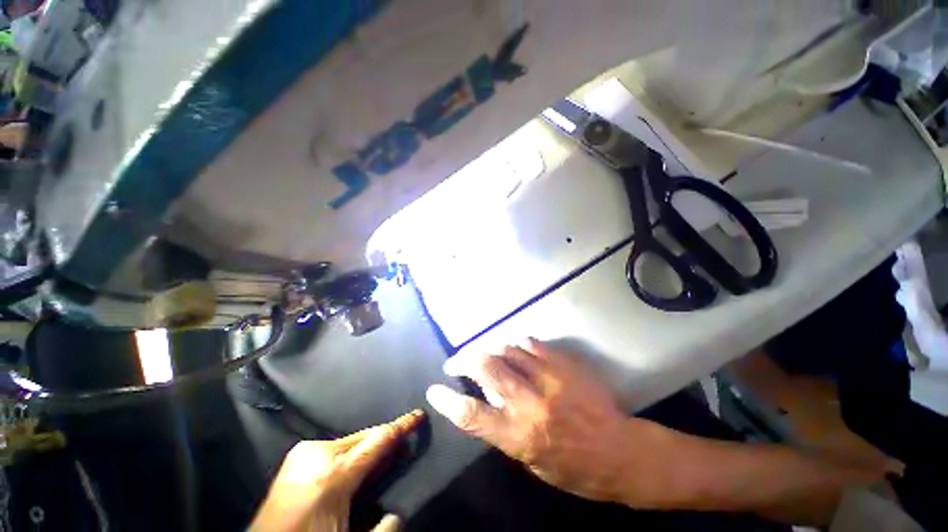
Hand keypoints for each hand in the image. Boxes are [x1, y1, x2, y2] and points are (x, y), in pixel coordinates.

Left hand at [250, 410, 424, 531]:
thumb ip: (381, 530)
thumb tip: (398, 513)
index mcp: (332, 474)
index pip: (378, 440)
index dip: (402, 426)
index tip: (419, 414)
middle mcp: (319, 454)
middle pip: (366, 436)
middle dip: (386, 440)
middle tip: (403, 449)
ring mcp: (305, 452)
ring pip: (351, 441)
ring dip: (369, 448)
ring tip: (381, 460)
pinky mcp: (297, 456)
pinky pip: (336, 447)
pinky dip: (352, 452)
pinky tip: (356, 465)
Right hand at [426, 339, 668, 504]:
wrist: (620, 452)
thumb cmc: (574, 468)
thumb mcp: (530, 461)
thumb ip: (504, 427)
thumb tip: (486, 396)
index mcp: (519, 435)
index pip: (471, 414)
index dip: (447, 400)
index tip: (435, 390)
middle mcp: (530, 402)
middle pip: (486, 367)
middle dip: (465, 359)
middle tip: (457, 360)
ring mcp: (549, 378)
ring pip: (507, 350)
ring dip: (490, 349)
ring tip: (486, 353)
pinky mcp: (564, 365)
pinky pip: (531, 344)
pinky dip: (517, 344)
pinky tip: (516, 348)